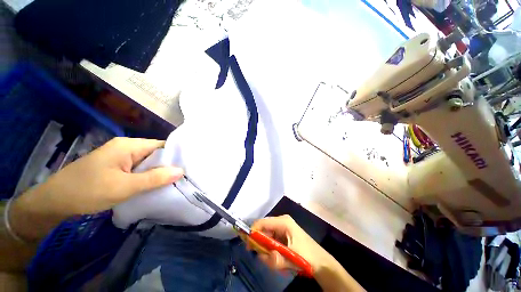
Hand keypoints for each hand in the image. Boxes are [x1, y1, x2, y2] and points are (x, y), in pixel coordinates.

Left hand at [11, 137, 183, 240]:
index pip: (162, 145)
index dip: (176, 154)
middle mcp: (127, 147)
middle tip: (185, 176)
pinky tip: (157, 184)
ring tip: (176, 181)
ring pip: (149, 162)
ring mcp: (122, 157)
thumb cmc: (87, 191)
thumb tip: (181, 171)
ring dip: (160, 172)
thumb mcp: (123, 187)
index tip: (190, 165)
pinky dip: (149, 176)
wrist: (55, 201)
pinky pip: (140, 169)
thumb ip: (154, 179)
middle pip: (156, 153)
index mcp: (129, 146)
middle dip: (170, 165)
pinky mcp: (118, 167)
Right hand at [249, 215, 333, 273]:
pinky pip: (273, 241)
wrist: (322, 262)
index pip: (263, 222)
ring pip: (268, 237)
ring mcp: (283, 228)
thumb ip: (276, 259)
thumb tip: (260, 256)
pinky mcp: (284, 235)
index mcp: (283, 222)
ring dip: (268, 250)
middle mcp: (282, 222)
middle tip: (263, 257)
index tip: (248, 245)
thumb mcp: (292, 258)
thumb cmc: (308, 256)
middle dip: (261, 244)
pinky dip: (273, 250)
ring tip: (276, 261)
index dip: (253, 231)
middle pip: (264, 229)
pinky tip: (280, 259)